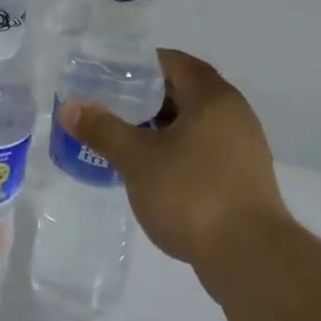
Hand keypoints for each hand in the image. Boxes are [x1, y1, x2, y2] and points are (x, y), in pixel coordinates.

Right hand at [58, 49, 288, 272]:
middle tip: (109, 109)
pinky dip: (177, 152)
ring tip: (124, 140)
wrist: (250, 257)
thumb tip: (70, 106)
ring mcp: (243, 147)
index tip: (109, 77)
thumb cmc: (192, 194)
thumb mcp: (138, 160)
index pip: (174, 62)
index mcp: (213, 97)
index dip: (140, 66)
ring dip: (161, 128)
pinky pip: (204, 150)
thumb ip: (103, 129)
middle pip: (185, 91)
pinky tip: (152, 172)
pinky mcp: (242, 178)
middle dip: (146, 99)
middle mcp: (234, 114)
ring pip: (194, 124)